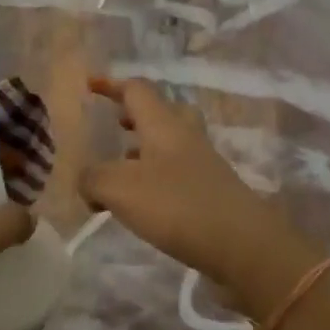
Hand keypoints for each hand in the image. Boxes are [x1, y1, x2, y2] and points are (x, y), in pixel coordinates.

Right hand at [79, 77, 320, 314]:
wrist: (243, 245)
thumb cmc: (177, 205)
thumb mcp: (119, 189)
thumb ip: (93, 178)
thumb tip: (86, 181)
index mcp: (163, 124)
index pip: (136, 90)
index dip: (111, 84)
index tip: (89, 85)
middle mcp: (185, 137)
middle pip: (162, 111)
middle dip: (136, 115)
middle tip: (115, 125)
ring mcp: (203, 165)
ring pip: (170, 144)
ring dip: (144, 149)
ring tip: (119, 169)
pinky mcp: (211, 192)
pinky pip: (177, 173)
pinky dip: (155, 178)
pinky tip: (142, 203)